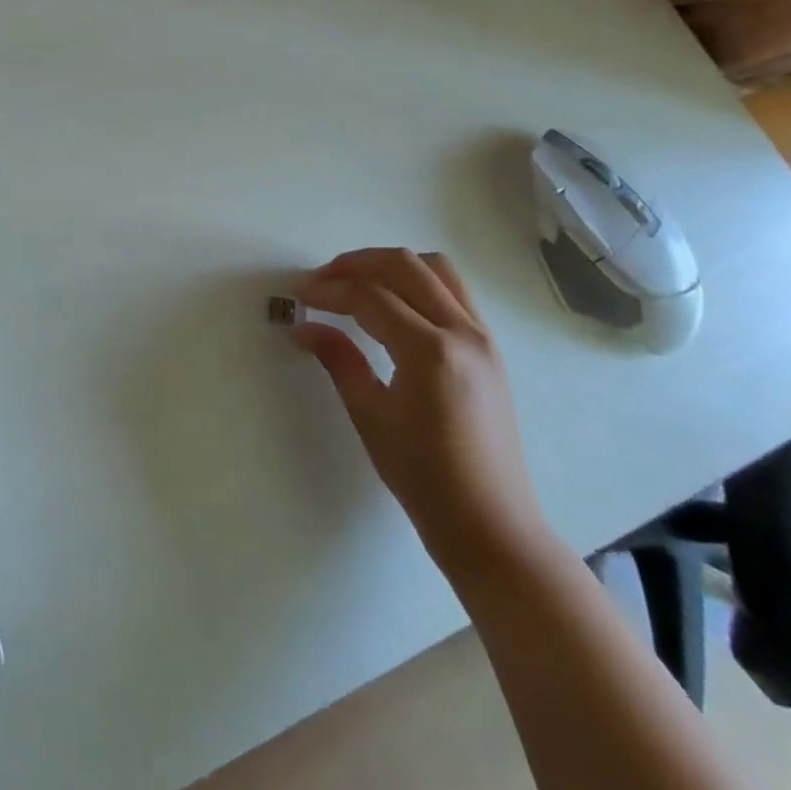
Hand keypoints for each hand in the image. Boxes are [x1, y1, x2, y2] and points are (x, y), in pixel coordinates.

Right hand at [293, 248, 548, 575]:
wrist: (492, 526)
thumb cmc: (424, 478)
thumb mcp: (370, 416)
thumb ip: (338, 359)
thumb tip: (303, 327)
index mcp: (430, 352)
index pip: (369, 297)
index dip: (328, 290)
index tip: (298, 294)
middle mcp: (463, 332)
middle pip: (404, 266)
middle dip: (355, 263)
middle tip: (321, 280)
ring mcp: (483, 336)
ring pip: (435, 268)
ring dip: (390, 265)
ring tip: (356, 282)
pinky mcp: (490, 347)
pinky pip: (453, 290)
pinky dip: (417, 281)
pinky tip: (392, 303)